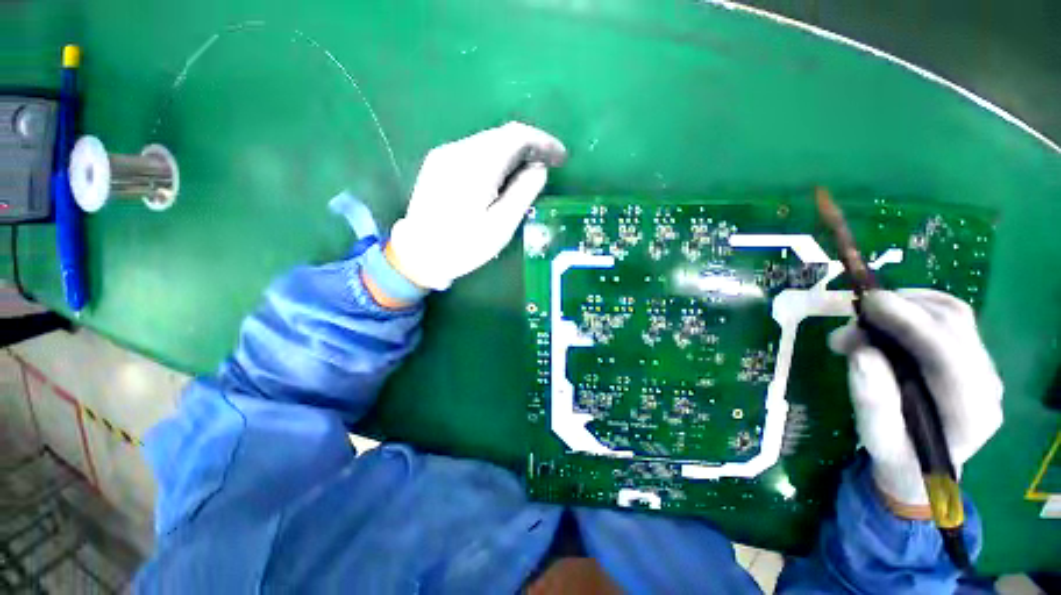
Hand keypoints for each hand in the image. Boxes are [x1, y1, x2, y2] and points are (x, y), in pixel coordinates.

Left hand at [387, 122, 566, 290]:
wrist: (418, 254)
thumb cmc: (463, 246)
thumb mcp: (500, 225)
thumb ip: (523, 192)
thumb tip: (540, 167)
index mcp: (477, 166)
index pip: (517, 136)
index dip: (543, 142)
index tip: (561, 158)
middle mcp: (459, 150)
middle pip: (503, 135)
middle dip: (530, 146)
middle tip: (548, 165)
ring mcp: (445, 154)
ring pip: (489, 142)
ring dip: (514, 152)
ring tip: (528, 172)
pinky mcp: (439, 163)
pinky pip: (475, 151)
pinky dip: (496, 158)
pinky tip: (501, 176)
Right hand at [829, 289, 1002, 512]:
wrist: (922, 467)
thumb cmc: (896, 455)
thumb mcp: (877, 437)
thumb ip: (872, 400)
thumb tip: (861, 353)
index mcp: (969, 414)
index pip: (947, 356)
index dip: (910, 323)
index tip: (867, 303)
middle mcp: (987, 385)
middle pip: (953, 327)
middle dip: (900, 312)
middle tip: (852, 321)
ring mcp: (985, 368)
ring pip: (955, 315)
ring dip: (907, 306)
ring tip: (866, 319)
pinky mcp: (974, 356)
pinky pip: (953, 316)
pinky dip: (919, 305)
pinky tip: (892, 314)